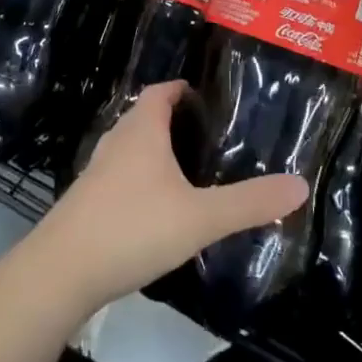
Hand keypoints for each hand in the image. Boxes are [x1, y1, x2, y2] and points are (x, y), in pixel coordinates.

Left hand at [32, 82, 306, 313]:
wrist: (61, 272)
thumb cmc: (133, 228)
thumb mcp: (200, 217)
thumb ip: (250, 202)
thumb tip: (301, 184)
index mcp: (142, 129)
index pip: (162, 90)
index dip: (184, 88)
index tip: (210, 99)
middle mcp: (117, 140)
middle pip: (146, 116)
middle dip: (174, 120)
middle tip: (210, 137)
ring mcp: (97, 171)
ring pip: (132, 147)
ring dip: (156, 151)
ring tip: (188, 170)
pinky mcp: (87, 201)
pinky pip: (120, 176)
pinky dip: (140, 179)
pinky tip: (157, 207)